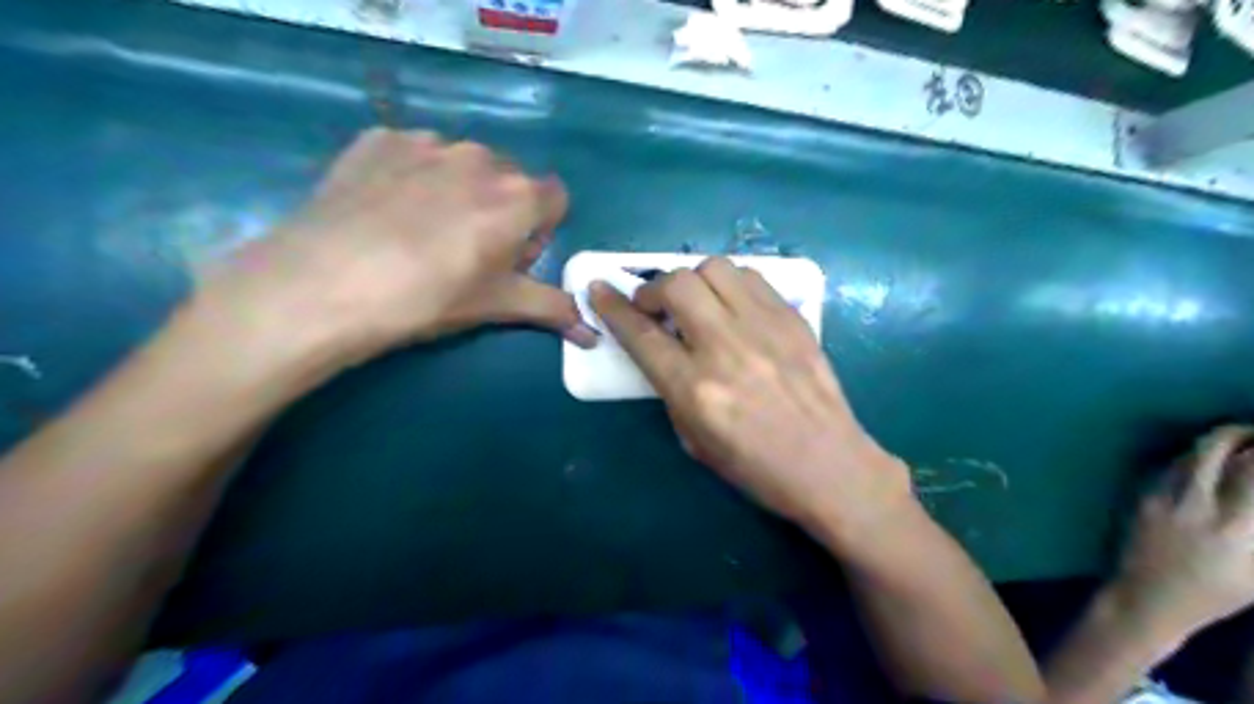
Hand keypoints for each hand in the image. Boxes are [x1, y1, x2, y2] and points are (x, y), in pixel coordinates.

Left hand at [201, 127, 602, 360]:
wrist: (324, 284)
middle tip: (466, 253)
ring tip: (419, 234)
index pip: (555, 199)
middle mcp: (480, 157)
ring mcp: (425, 142)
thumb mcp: (497, 305)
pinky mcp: (377, 140)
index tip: (512, 258)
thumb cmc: (429, 298)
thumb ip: (551, 309)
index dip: (539, 230)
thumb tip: (593, 336)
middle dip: (501, 211)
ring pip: (461, 166)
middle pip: (509, 181)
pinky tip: (385, 212)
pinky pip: (414, 154)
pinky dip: (412, 177)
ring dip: (457, 192)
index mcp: (518, 197)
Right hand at [589, 259, 913, 538]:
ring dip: (694, 281)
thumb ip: (672, 387)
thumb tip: (664, 348)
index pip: (641, 334)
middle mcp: (725, 348)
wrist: (830, 466)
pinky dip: (730, 284)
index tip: (599, 289)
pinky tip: (732, 306)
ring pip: (715, 269)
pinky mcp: (793, 319)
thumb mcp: (694, 440)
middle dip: (654, 289)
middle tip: (657, 307)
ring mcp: (764, 328)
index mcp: (695, 389)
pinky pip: (751, 277)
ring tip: (698, 304)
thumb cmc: (757, 468)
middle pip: (677, 285)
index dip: (613, 307)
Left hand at [1112, 426, 1252, 641]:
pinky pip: (1168, 468)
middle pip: (1214, 448)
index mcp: (1235, 525)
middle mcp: (1195, 503)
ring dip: (1215, 443)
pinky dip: (1190, 459)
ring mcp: (1161, 496)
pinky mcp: (1140, 497)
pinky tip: (1204, 463)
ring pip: (1188, 453)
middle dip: (1241, 432)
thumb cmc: (1217, 592)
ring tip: (1237, 442)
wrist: (1148, 595)